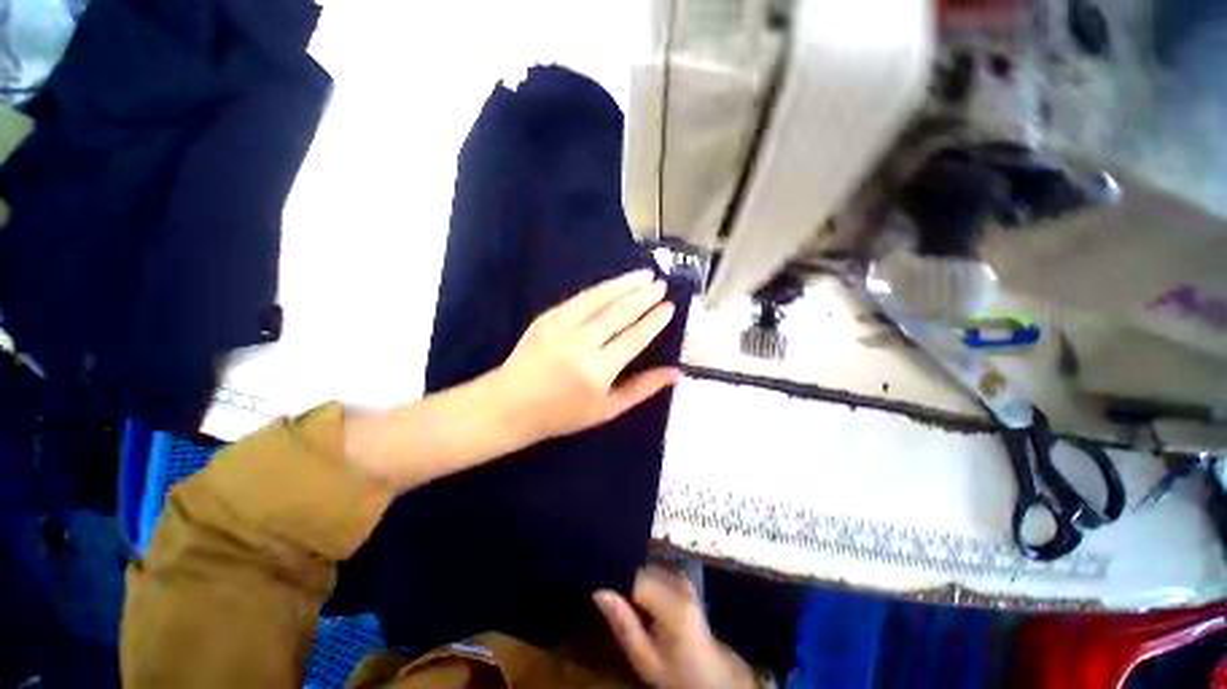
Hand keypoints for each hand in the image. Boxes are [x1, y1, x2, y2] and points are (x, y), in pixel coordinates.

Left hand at [493, 269, 679, 442]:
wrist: (509, 405)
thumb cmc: (562, 414)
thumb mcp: (607, 410)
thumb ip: (642, 389)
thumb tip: (676, 373)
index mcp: (598, 371)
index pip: (634, 337)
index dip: (654, 320)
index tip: (669, 306)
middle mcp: (581, 344)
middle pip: (619, 313)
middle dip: (643, 296)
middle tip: (661, 284)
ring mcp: (561, 327)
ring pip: (600, 298)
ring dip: (625, 284)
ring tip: (645, 274)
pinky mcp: (547, 317)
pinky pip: (580, 298)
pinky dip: (601, 289)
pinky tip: (615, 283)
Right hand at [594, 567, 756, 688]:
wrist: (711, 675)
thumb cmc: (677, 674)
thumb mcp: (646, 660)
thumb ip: (624, 625)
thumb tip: (599, 591)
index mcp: (673, 604)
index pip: (635, 576)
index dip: (614, 577)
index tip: (597, 585)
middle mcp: (680, 583)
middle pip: (642, 568)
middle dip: (623, 576)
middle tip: (605, 591)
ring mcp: (683, 578)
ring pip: (648, 565)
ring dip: (632, 575)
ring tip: (619, 593)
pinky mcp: (683, 579)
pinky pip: (656, 568)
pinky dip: (643, 576)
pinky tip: (637, 593)